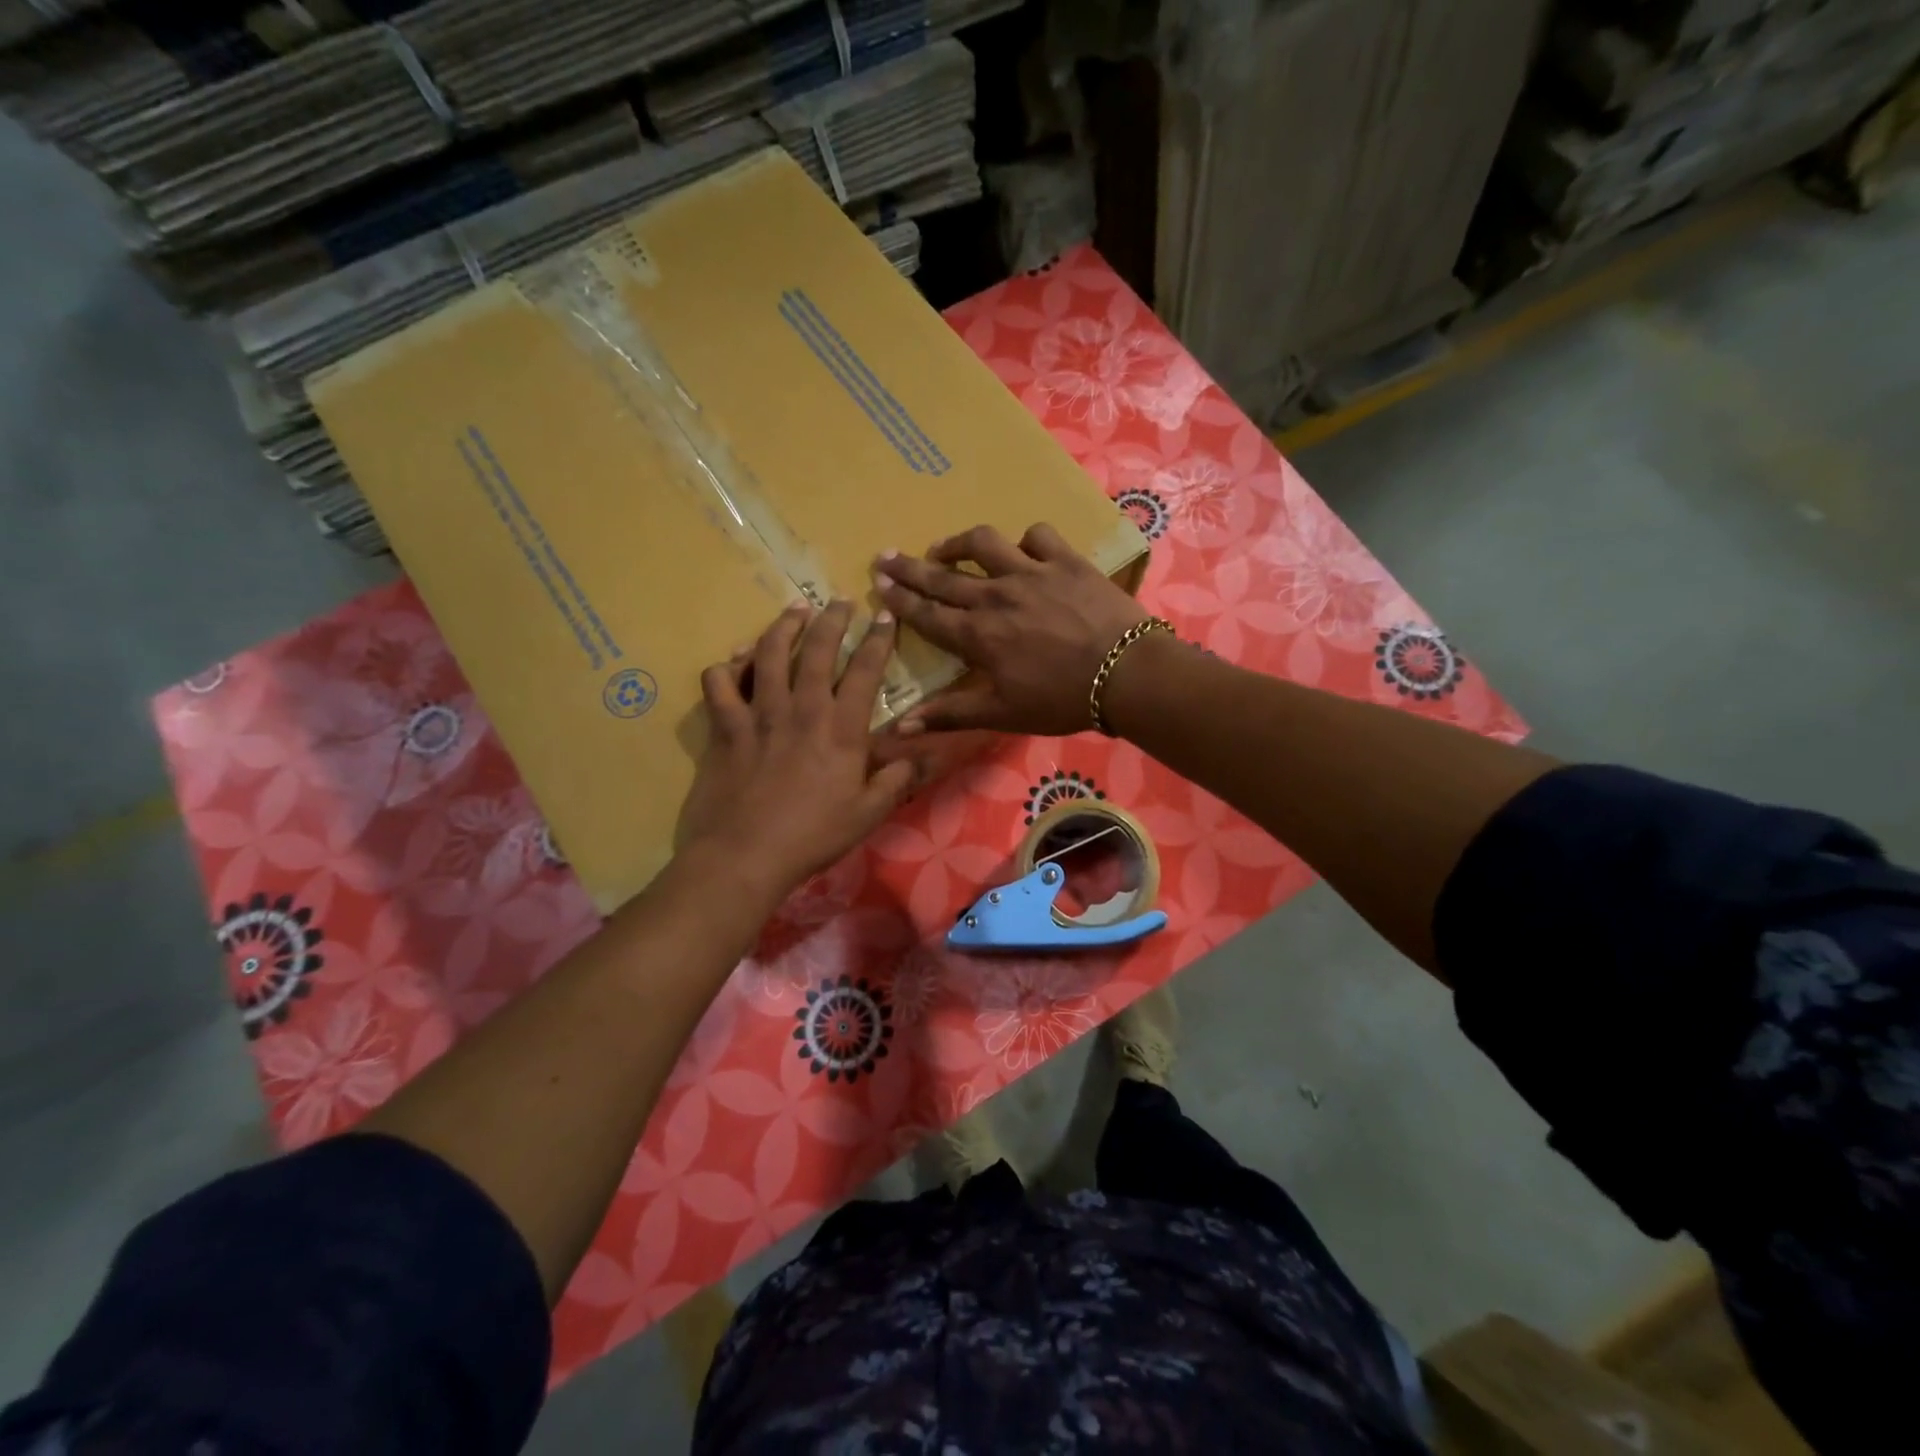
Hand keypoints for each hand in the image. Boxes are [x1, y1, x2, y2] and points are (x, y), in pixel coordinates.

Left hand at [679, 600, 913, 897]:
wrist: (745, 856)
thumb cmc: (812, 836)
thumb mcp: (868, 814)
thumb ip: (897, 779)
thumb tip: (924, 754)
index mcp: (841, 729)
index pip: (864, 671)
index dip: (877, 640)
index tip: (884, 616)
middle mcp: (801, 709)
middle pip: (817, 650)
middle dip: (832, 619)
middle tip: (840, 601)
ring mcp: (759, 714)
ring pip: (769, 653)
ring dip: (783, 627)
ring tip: (795, 610)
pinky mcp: (725, 727)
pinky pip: (719, 683)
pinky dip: (727, 667)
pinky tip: (735, 662)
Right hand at [873, 523, 1146, 735]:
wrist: (1126, 674)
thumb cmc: (1061, 700)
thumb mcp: (1002, 714)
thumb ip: (951, 714)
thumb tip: (899, 726)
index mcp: (978, 635)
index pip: (927, 614)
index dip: (899, 598)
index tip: (878, 581)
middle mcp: (996, 596)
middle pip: (943, 576)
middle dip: (910, 567)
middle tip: (886, 555)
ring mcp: (1032, 572)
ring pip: (984, 543)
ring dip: (958, 543)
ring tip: (944, 547)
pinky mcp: (1066, 560)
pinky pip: (1038, 536)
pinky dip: (1026, 540)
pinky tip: (1022, 549)